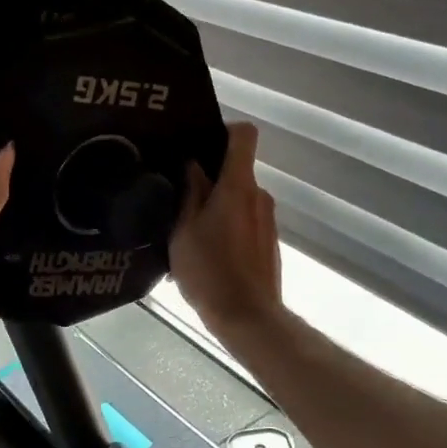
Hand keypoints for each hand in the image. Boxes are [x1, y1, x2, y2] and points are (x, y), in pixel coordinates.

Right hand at [170, 122, 281, 338]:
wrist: (247, 317)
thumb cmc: (209, 271)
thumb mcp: (184, 230)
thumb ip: (190, 192)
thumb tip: (193, 165)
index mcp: (238, 186)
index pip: (244, 135)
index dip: (223, 130)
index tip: (199, 144)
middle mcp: (259, 196)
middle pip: (236, 171)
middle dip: (209, 179)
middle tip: (178, 197)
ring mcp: (267, 220)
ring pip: (238, 200)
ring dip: (216, 208)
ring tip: (187, 233)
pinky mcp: (268, 243)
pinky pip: (244, 223)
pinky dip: (226, 229)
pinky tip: (205, 255)